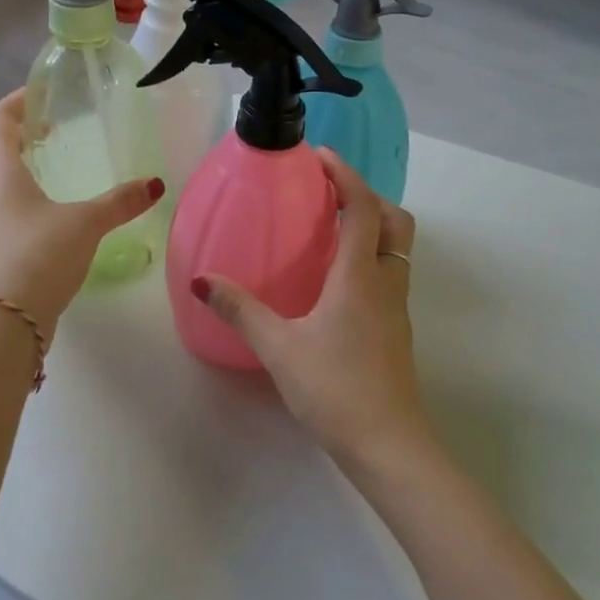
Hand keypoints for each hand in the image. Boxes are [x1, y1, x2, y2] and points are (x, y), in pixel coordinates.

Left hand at [0, 91, 162, 334]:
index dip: (18, 101)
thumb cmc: (40, 254)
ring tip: (55, 170)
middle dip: (23, 135)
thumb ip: (119, 202)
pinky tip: (51, 216)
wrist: (5, 320)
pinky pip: (4, 210)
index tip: (42, 94)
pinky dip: (24, 199)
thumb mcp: (86, 223)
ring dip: (22, 169)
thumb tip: (155, 184)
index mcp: (0, 172)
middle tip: (56, 131)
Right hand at [192, 151, 430, 464]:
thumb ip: (241, 310)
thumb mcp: (279, 348)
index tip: (321, 156)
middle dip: (367, 197)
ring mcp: (396, 308)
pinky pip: (389, 275)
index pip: (362, 208)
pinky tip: (335, 282)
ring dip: (371, 227)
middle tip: (329, 195)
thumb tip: (203, 280)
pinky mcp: (396, 330)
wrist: (388, 444)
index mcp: (359, 276)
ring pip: (395, 249)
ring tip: (329, 231)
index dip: (345, 175)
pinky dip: (369, 258)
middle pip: (393, 221)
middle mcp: (386, 282)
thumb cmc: (335, 388)